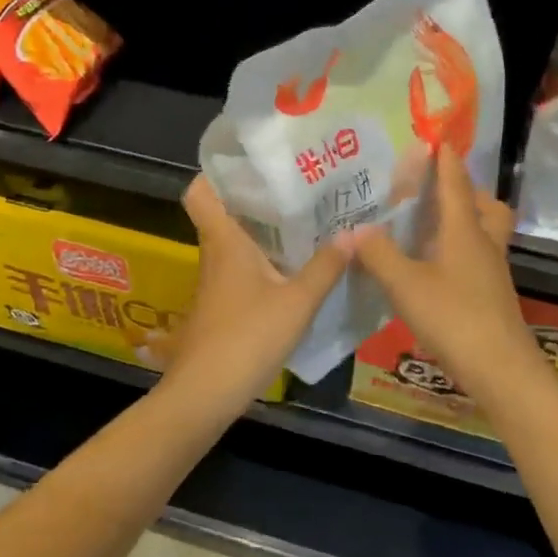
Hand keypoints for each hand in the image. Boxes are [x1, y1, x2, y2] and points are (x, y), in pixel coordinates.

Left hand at [163, 176, 350, 411]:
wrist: (206, 394)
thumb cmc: (247, 338)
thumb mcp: (297, 302)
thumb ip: (326, 267)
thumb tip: (356, 232)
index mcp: (225, 242)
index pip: (201, 192)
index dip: (218, 172)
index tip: (253, 162)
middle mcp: (216, 255)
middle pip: (226, 214)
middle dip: (257, 198)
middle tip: (299, 186)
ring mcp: (217, 283)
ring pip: (236, 243)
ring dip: (264, 231)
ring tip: (307, 219)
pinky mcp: (223, 306)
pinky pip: (243, 269)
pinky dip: (265, 261)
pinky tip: (296, 267)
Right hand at [351, 149, 542, 405]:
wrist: (500, 368)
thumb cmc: (453, 317)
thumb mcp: (406, 285)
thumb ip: (378, 254)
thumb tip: (353, 229)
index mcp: (465, 231)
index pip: (456, 184)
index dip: (446, 161)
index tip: (437, 139)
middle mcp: (484, 244)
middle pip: (485, 205)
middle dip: (465, 191)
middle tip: (435, 194)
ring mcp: (492, 271)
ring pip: (485, 232)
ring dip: (465, 221)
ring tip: (429, 228)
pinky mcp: (492, 295)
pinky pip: (478, 258)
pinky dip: (460, 251)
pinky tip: (434, 268)